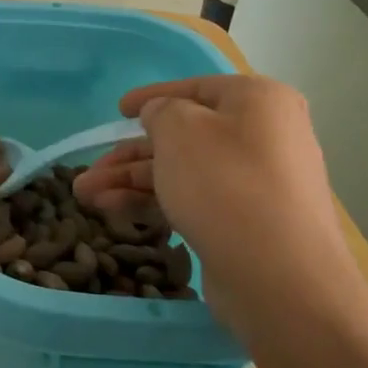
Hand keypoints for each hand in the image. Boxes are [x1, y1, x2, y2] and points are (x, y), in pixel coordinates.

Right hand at [73, 74, 358, 337]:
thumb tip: (161, 116)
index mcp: (258, 101)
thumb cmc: (225, 185)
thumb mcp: (179, 130)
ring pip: (182, 172)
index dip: (150, 97)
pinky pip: (194, 200)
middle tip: (89, 172)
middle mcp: (264, 136)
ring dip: (131, 181)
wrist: (280, 278)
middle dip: (129, 155)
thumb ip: (160, 111)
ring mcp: (258, 183)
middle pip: (183, 136)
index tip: (117, 110)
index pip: (194, 88)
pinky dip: (155, 202)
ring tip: (86, 198)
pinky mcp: (248, 223)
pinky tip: (115, 212)